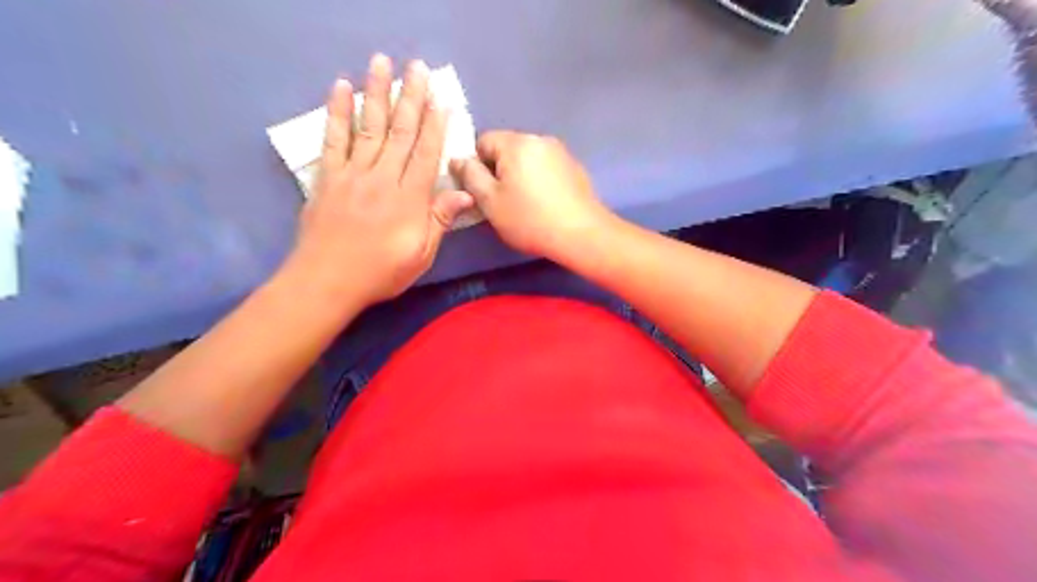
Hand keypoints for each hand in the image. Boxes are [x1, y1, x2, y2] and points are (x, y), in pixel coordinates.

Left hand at [288, 55, 473, 305]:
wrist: (327, 281)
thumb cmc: (381, 272)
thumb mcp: (421, 255)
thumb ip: (440, 220)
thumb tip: (466, 193)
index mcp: (409, 199)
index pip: (426, 154)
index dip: (436, 126)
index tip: (441, 99)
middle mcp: (382, 178)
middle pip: (400, 132)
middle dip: (411, 98)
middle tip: (417, 67)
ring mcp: (353, 174)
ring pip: (370, 127)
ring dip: (377, 93)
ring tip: (381, 62)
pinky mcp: (328, 177)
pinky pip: (334, 139)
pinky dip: (337, 112)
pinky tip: (341, 88)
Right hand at [453, 132, 609, 258]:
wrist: (581, 234)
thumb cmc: (530, 219)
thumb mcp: (490, 202)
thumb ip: (470, 176)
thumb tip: (459, 159)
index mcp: (516, 143)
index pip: (483, 141)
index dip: (476, 165)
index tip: (482, 191)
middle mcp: (539, 139)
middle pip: (507, 149)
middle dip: (499, 170)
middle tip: (501, 201)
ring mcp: (561, 152)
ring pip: (528, 159)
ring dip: (520, 175)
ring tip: (525, 204)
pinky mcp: (575, 168)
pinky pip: (547, 168)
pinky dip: (540, 181)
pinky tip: (545, 204)